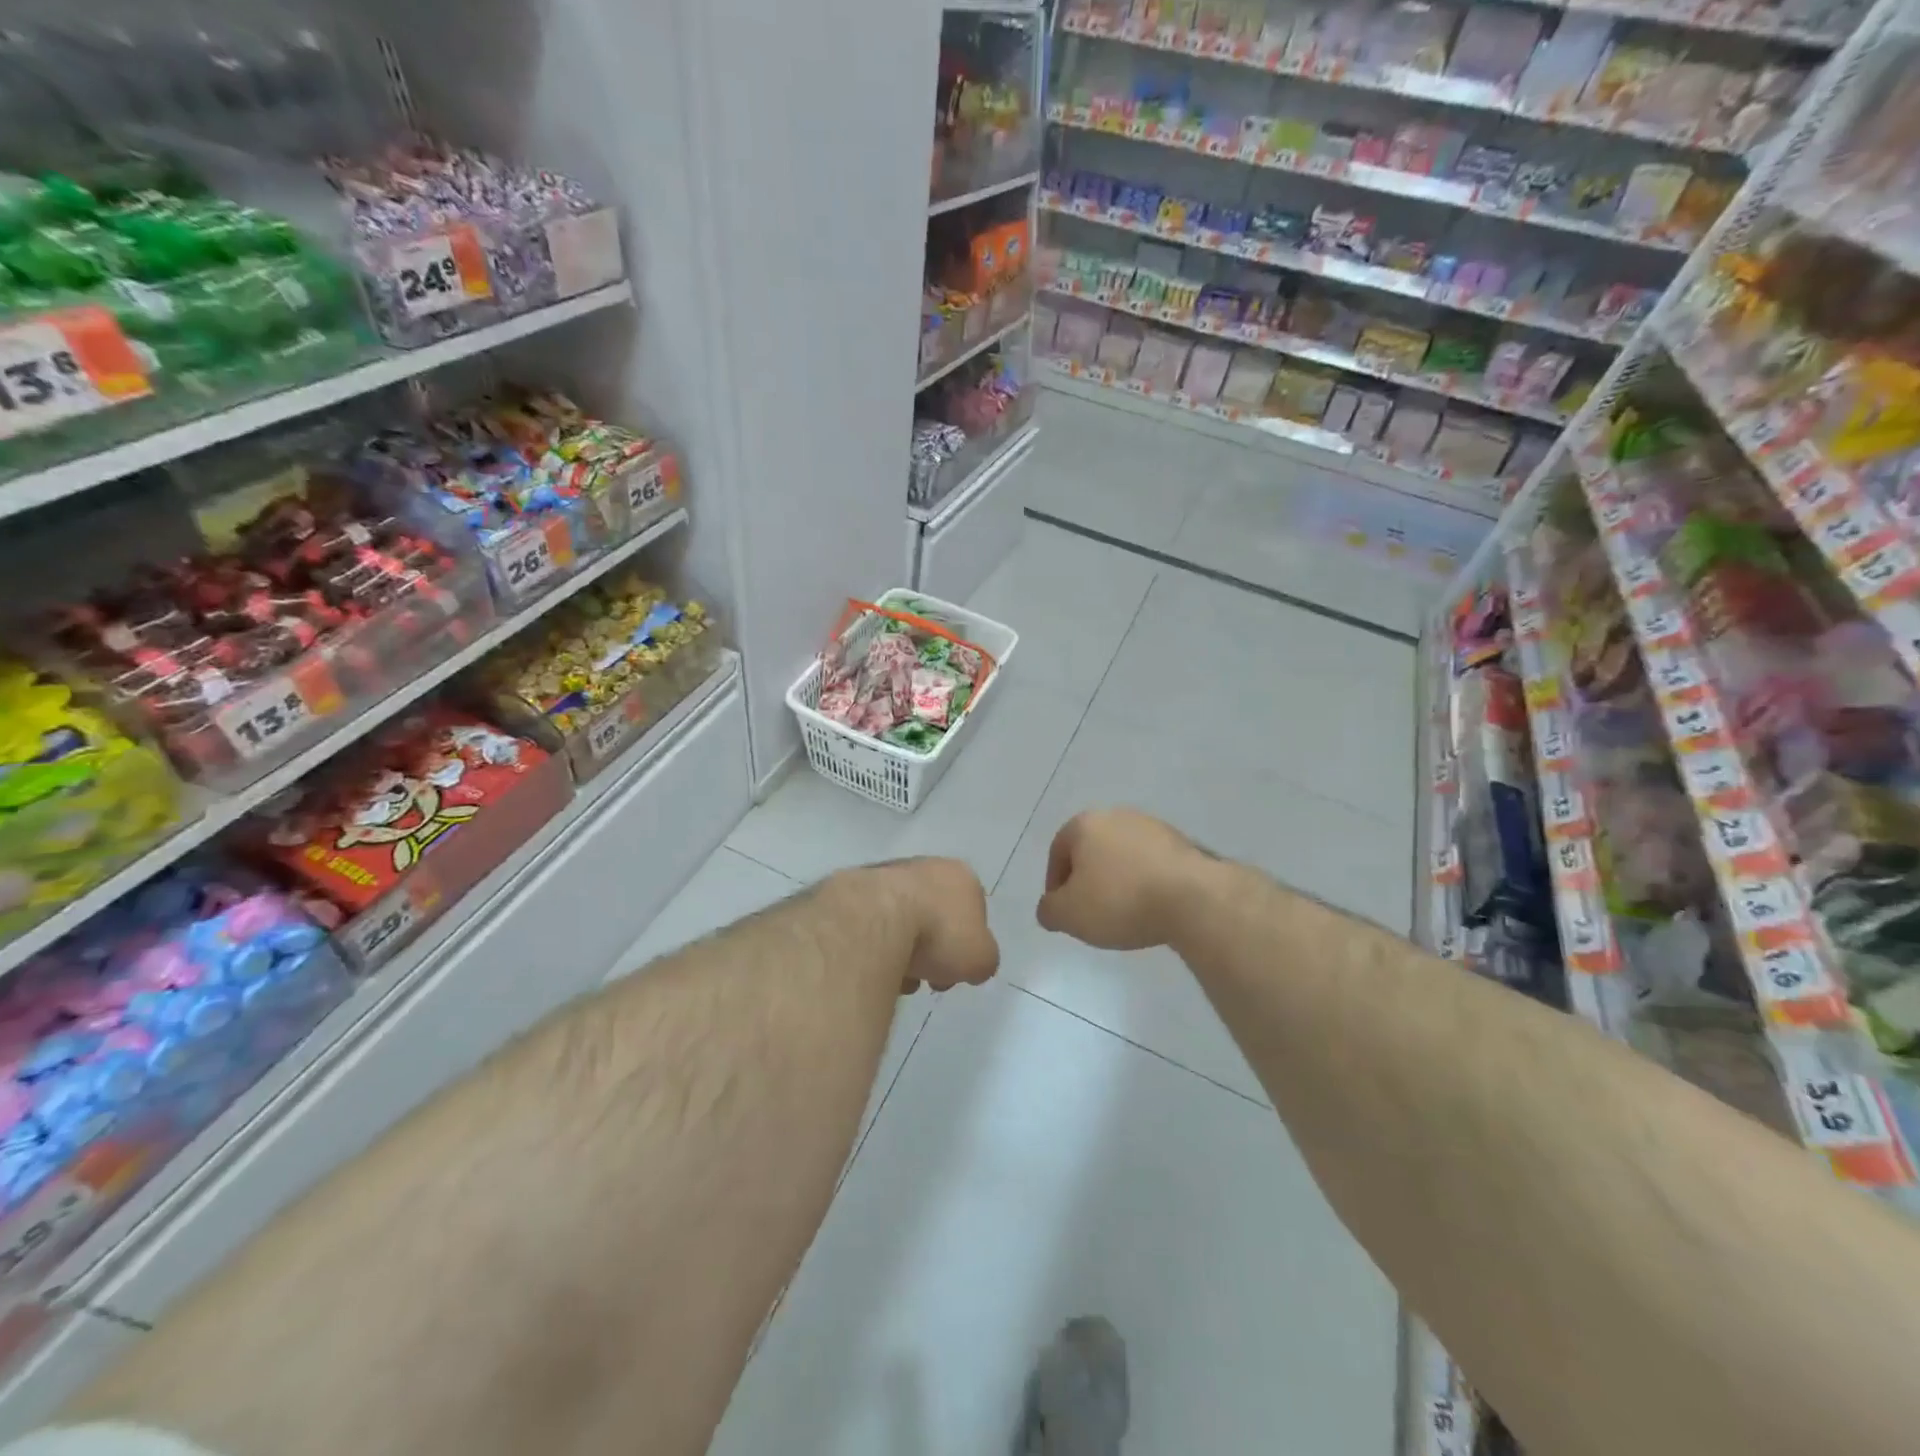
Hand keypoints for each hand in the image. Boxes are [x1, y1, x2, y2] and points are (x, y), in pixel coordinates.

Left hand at [866, 858, 999, 993]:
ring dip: (902, 950)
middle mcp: (927, 866)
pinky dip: (876, 943)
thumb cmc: (939, 933)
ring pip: (903, 920)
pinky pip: (874, 922)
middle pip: (936, 916)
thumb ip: (983, 960)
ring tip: (895, 978)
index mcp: (961, 876)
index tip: (955, 972)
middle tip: (926, 979)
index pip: (973, 913)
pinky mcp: (856, 887)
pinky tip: (872, 965)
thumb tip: (972, 965)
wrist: (876, 918)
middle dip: (933, 950)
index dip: (967, 947)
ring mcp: (888, 873)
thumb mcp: (981, 958)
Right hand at [1036, 809, 1214, 950]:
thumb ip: (1049, 910)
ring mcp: (1153, 827)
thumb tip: (1049, 908)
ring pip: (1123, 856)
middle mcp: (1117, 816)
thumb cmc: (1120, 900)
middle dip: (1088, 880)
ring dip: (1119, 881)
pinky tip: (1152, 907)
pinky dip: (1146, 883)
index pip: (1058, 851)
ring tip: (1124, 913)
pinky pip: (1152, 864)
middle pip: (1092, 850)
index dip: (1055, 883)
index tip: (1064, 911)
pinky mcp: (1182, 843)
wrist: (1192, 898)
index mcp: (1085, 824)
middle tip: (1091, 912)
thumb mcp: (1069, 915)